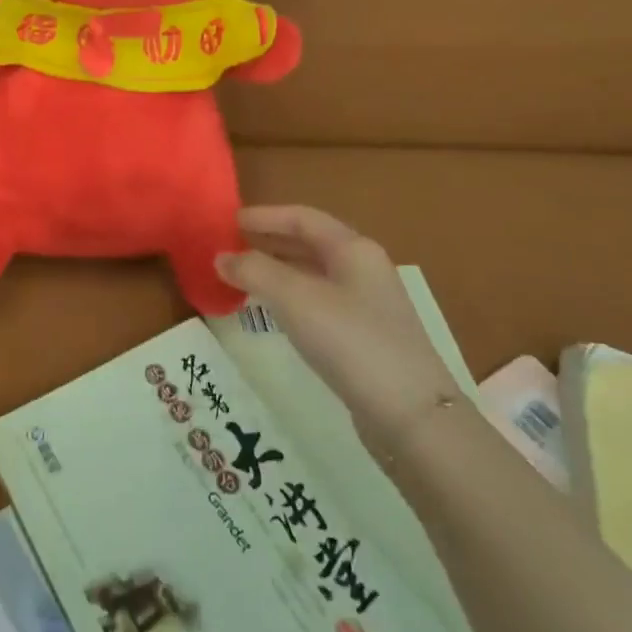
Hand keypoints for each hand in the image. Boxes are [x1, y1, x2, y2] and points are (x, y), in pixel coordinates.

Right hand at [216, 205, 459, 460]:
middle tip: (230, 247)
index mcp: (353, 249)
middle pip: (310, 243)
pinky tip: (272, 311)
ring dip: (276, 270)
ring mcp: (367, 304)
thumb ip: (254, 271)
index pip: (302, 218)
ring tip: (242, 277)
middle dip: (269, 241)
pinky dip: (289, 296)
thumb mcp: (295, 299)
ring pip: (313, 274)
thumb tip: (220, 257)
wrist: (411, 415)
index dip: (264, 216)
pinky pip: (318, 301)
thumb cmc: (351, 341)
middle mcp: (363, 269)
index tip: (228, 221)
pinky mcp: (364, 335)